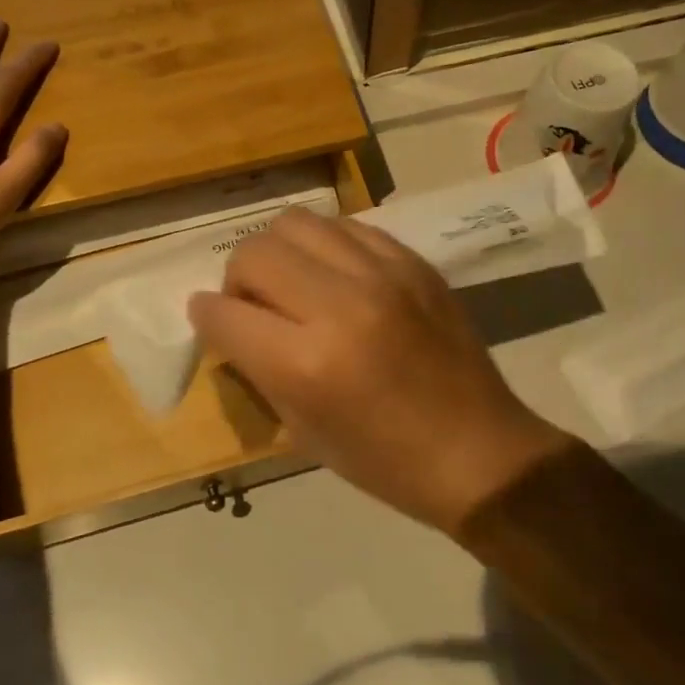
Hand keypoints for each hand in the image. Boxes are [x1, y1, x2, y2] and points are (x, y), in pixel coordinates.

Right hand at [189, 210, 571, 535]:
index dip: (206, 316)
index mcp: (306, 363)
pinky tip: (336, 276)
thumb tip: (230, 324)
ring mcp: (382, 274)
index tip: (210, 320)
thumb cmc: (384, 461)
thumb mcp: (302, 430)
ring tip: (294, 283)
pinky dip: (326, 247)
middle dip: (237, 279)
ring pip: (296, 223)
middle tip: (254, 305)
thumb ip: (257, 368)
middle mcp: (340, 304)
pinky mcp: (413, 262)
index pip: (224, 312)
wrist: (478, 451)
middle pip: (254, 252)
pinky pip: (347, 227)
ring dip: (279, 252)